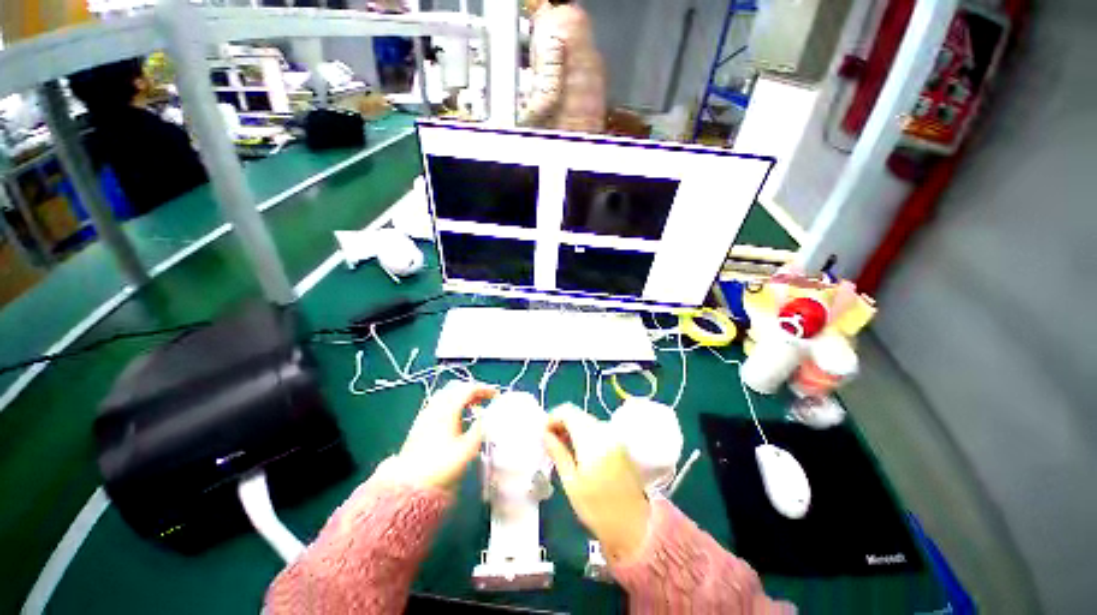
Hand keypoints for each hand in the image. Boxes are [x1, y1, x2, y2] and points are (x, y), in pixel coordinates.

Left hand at [395, 381, 494, 490]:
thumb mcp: (469, 448)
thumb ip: (480, 427)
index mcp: (448, 409)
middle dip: (472, 390)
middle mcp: (435, 407)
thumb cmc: (442, 465)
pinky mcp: (420, 425)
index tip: (496, 396)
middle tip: (485, 399)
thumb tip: (487, 415)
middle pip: (455, 387)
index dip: (485, 389)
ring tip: (474, 407)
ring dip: (461, 396)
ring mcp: (425, 415)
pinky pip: (439, 404)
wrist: (410, 485)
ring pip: (445, 395)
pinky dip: (452, 404)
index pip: (468, 389)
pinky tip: (458, 418)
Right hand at [543, 404, 650, 563]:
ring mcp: (614, 436)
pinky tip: (576, 451)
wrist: (635, 527)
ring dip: (571, 428)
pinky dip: (583, 434)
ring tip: (560, 448)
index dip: (552, 417)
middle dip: (561, 422)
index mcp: (592, 438)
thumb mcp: (571, 482)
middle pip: (578, 414)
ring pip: (586, 420)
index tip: (542, 433)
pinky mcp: (619, 444)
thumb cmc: (598, 509)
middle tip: (548, 442)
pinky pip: (596, 430)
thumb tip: (545, 434)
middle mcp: (605, 431)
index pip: (568, 411)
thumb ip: (558, 452)